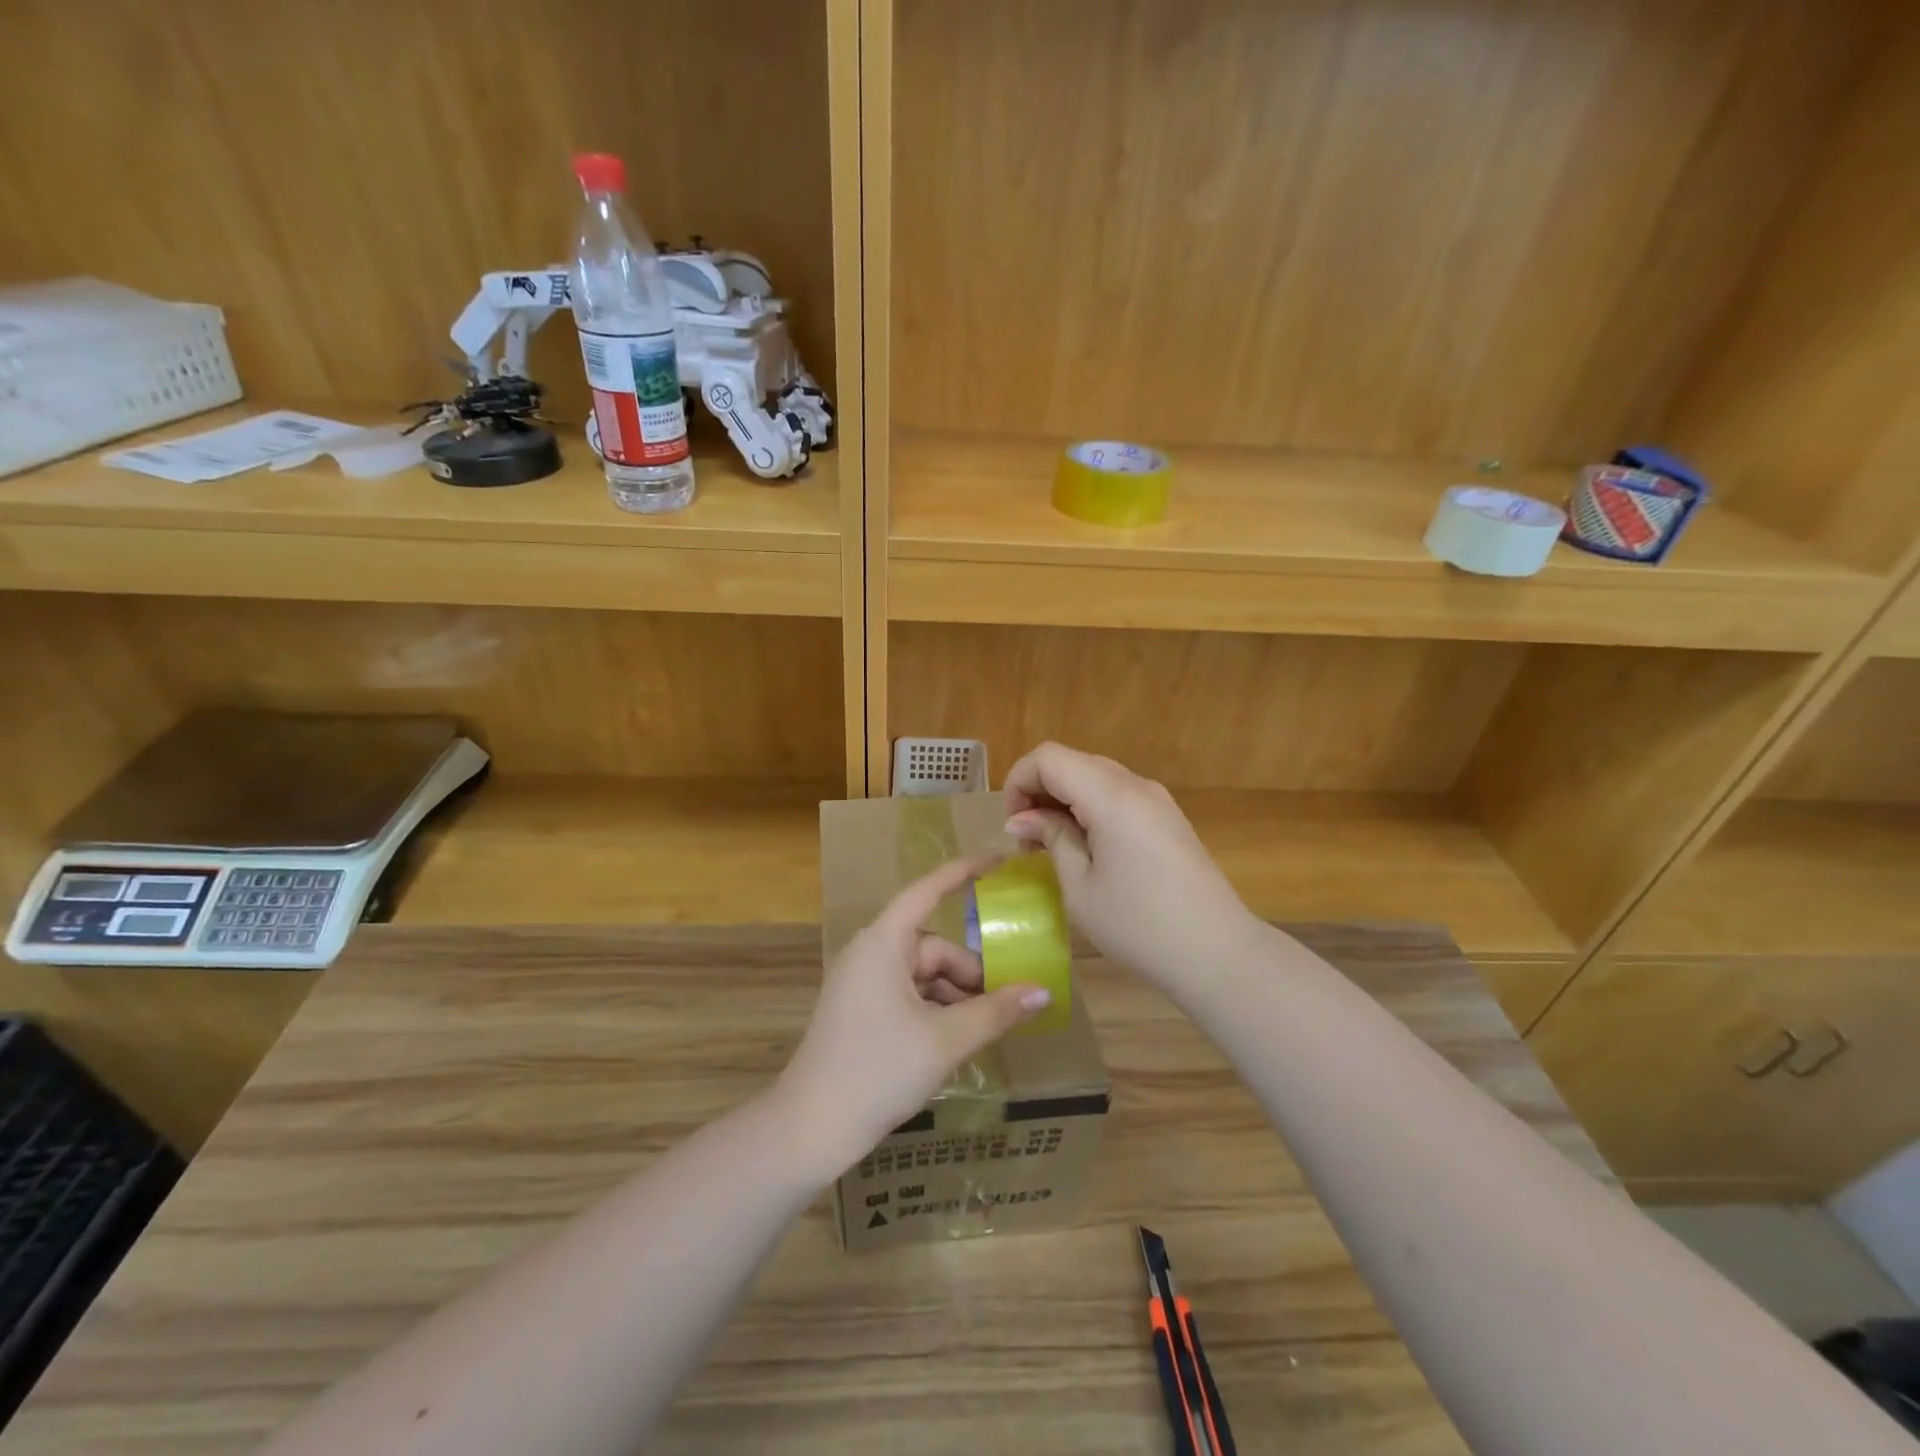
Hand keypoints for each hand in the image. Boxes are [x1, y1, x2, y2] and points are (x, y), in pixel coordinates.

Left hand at [777, 856, 1051, 1175]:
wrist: (810, 1128)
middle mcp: (870, 953)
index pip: (927, 891)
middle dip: (971, 973)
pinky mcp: (860, 1011)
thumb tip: (1042, 992)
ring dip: (956, 996)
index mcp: (883, 943)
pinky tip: (957, 1041)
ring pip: (923, 975)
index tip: (998, 861)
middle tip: (1008, 1004)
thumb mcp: (945, 1040)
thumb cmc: (878, 1070)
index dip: (963, 873)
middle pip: (934, 947)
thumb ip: (996, 1012)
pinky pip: (908, 995)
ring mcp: (862, 983)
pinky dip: (935, 1010)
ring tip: (989, 1028)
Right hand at [1004, 742, 1262, 988]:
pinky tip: (1086, 848)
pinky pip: (1117, 795)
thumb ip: (1051, 838)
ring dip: (1064, 800)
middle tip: (1026, 840)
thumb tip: (1021, 819)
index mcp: (1111, 796)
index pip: (1048, 758)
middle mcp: (1135, 785)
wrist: (1218, 953)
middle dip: (1039, 791)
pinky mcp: (1167, 817)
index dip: (1018, 782)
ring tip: (1052, 847)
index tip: (1013, 826)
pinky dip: (1090, 808)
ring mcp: (1156, 799)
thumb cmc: (1139, 926)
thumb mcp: (1081, 886)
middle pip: (1072, 762)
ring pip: (1094, 777)